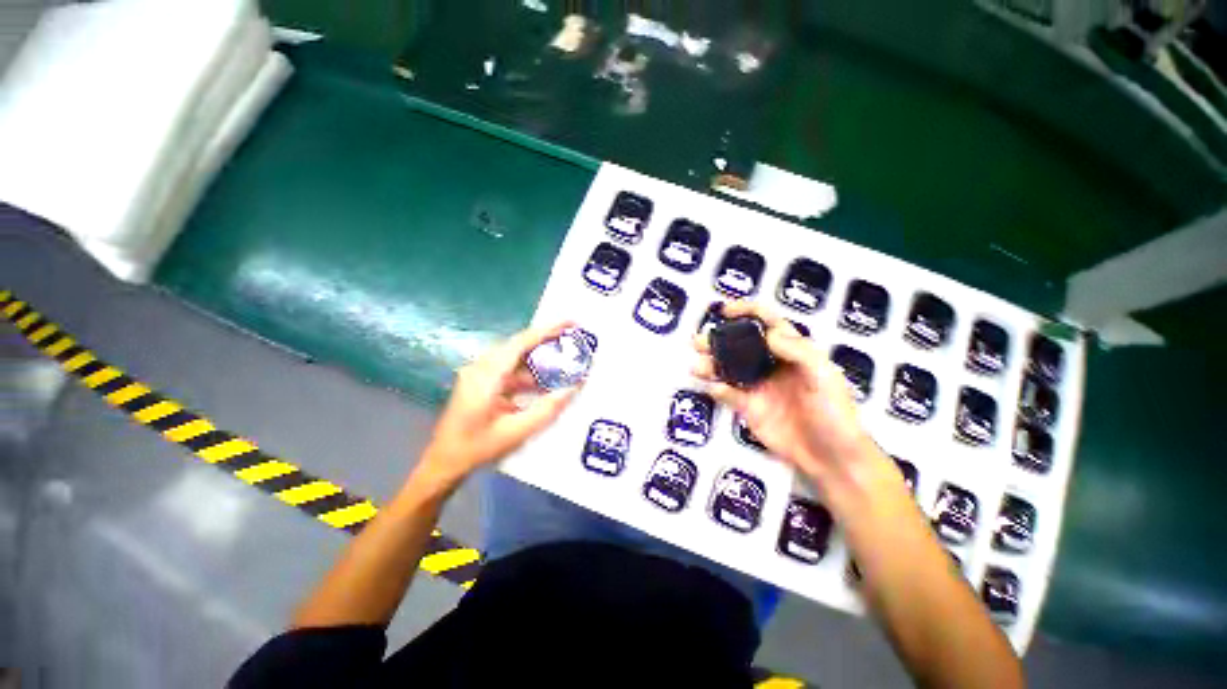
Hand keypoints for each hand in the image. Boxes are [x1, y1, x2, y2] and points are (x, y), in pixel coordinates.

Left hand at [416, 322, 581, 488]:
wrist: (444, 462)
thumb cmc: (477, 448)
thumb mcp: (517, 431)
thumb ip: (547, 409)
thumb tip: (574, 388)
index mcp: (486, 375)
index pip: (520, 343)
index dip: (546, 330)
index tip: (569, 322)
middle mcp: (481, 368)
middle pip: (519, 346)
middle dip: (546, 342)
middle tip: (572, 341)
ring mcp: (480, 374)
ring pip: (515, 359)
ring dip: (538, 361)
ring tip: (564, 364)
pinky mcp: (482, 382)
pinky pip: (510, 371)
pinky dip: (529, 375)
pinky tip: (545, 385)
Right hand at [692, 301, 875, 487]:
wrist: (831, 458)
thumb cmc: (835, 413)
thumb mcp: (824, 377)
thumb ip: (798, 351)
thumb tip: (767, 333)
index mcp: (792, 351)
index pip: (767, 322)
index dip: (746, 311)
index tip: (725, 311)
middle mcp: (770, 364)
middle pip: (739, 344)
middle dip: (717, 338)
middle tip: (698, 340)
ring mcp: (756, 386)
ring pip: (727, 368)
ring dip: (710, 363)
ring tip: (697, 365)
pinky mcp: (747, 407)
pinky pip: (727, 393)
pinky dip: (716, 389)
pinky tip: (712, 388)